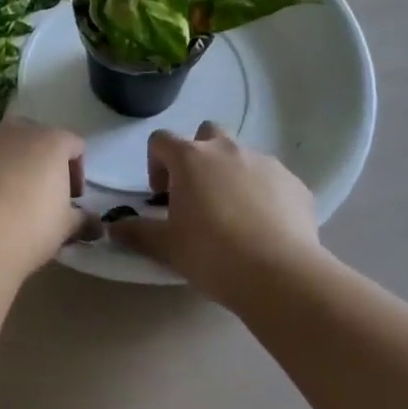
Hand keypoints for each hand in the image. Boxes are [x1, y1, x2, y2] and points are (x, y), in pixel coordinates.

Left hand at [0, 120, 87, 278]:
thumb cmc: (31, 229)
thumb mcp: (65, 228)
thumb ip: (83, 220)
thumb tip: (97, 225)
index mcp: (53, 142)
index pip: (74, 145)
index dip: (75, 172)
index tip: (71, 200)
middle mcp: (18, 130)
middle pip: (37, 136)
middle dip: (40, 160)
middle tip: (38, 195)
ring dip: (5, 152)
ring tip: (1, 184)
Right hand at [108, 121, 321, 302]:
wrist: (280, 275)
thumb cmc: (212, 254)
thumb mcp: (167, 247)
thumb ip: (136, 232)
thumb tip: (113, 226)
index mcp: (191, 158)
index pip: (161, 140)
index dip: (156, 163)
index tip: (161, 195)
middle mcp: (227, 150)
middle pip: (206, 133)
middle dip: (198, 156)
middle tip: (198, 194)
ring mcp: (264, 163)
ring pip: (242, 156)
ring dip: (232, 175)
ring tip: (234, 215)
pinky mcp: (294, 183)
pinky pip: (272, 180)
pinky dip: (264, 194)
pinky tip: (265, 228)